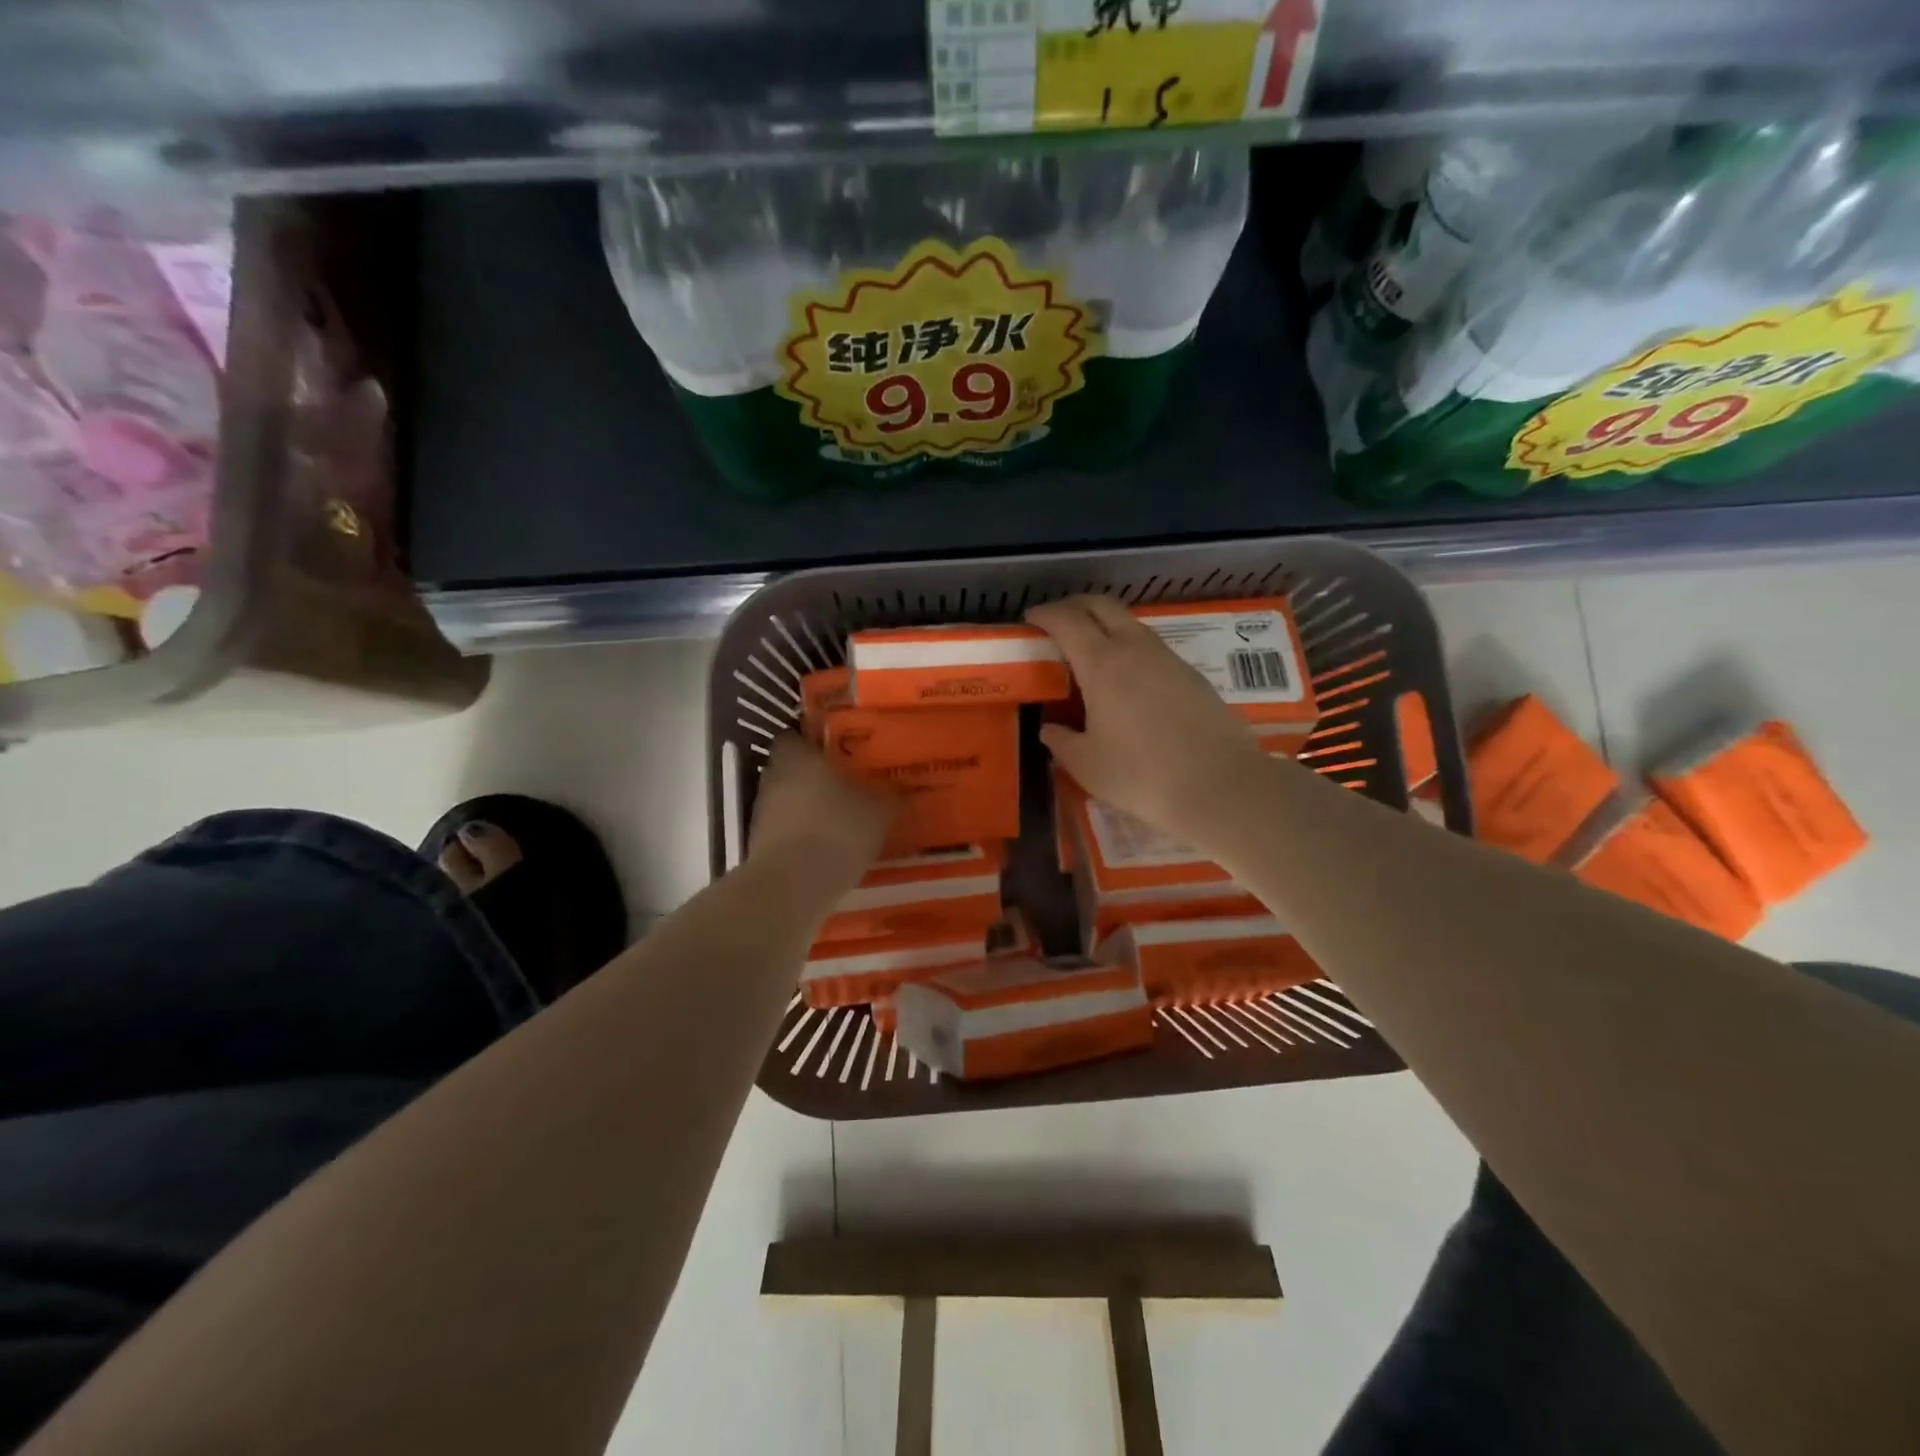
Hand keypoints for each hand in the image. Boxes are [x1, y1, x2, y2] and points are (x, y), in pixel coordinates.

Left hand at [749, 733, 895, 882]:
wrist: (792, 886)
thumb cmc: (836, 830)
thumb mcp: (880, 811)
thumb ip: (895, 794)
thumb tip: (913, 786)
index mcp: (796, 754)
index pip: (798, 735)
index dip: (818, 742)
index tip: (842, 752)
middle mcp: (772, 776)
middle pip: (794, 768)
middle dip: (818, 776)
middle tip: (850, 784)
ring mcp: (762, 812)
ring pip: (790, 799)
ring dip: (810, 806)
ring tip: (843, 817)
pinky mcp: (760, 844)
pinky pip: (787, 829)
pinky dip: (804, 833)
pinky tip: (829, 846)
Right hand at [1027, 595, 1276, 848]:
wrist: (1219, 786)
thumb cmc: (1141, 775)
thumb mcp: (1087, 765)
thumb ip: (1062, 742)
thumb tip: (1050, 730)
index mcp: (1102, 664)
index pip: (1067, 621)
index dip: (1045, 614)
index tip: (1030, 620)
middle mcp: (1135, 649)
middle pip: (1102, 606)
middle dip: (1075, 605)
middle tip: (1057, 622)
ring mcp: (1168, 659)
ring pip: (1131, 623)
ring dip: (1105, 624)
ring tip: (1089, 650)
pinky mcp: (1192, 675)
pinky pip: (1151, 646)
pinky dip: (1129, 646)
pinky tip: (1126, 678)